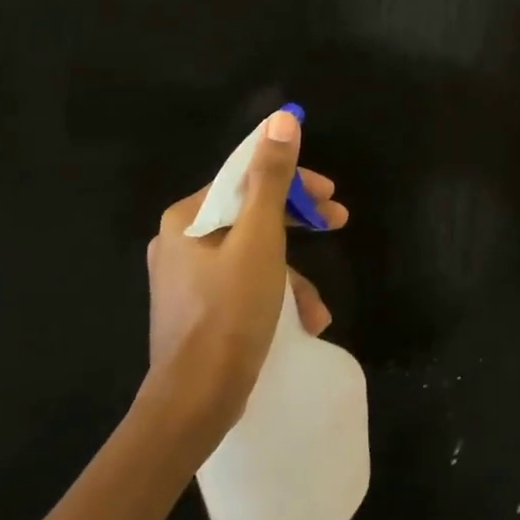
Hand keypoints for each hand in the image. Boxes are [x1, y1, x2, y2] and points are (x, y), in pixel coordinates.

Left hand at [138, 110, 349, 434]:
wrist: (195, 400)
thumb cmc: (230, 310)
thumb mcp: (261, 237)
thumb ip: (272, 177)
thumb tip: (282, 118)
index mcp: (187, 217)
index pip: (247, 177)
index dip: (295, 180)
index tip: (331, 195)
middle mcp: (180, 241)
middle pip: (252, 213)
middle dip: (299, 222)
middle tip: (338, 223)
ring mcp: (186, 278)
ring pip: (253, 253)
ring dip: (292, 273)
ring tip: (318, 306)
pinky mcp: (197, 310)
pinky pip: (244, 285)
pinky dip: (275, 296)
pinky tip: (302, 323)